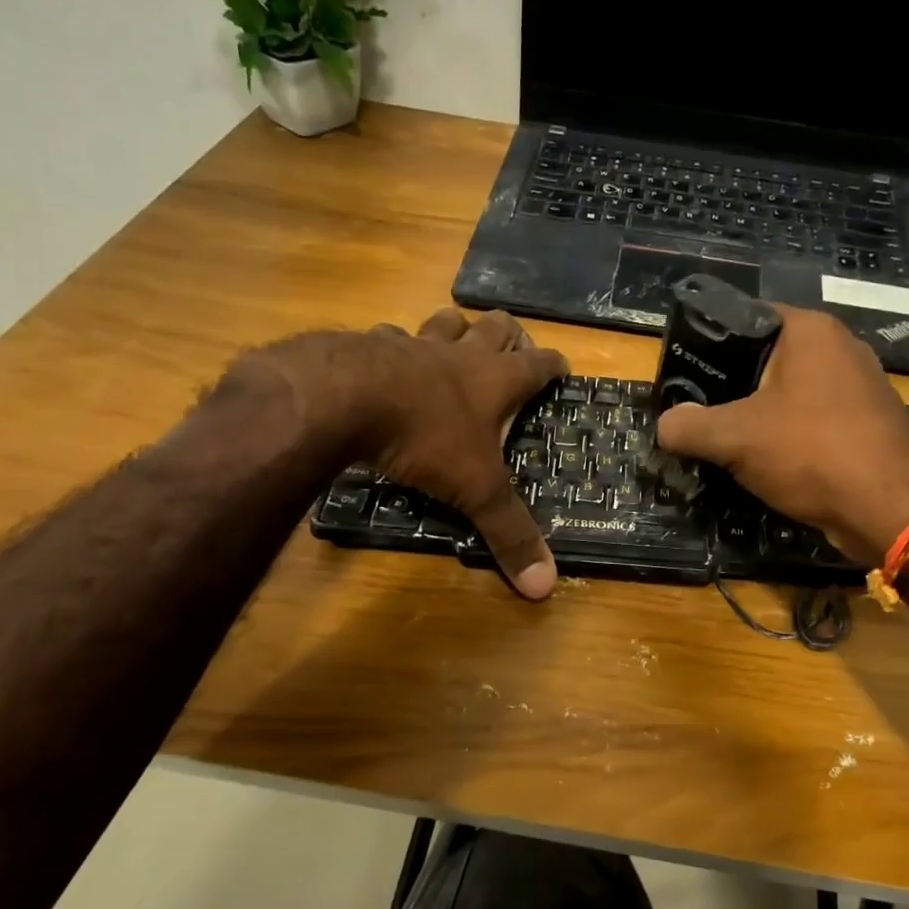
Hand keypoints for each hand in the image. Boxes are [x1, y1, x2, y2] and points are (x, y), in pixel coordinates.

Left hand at [220, 309, 567, 597]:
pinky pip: (389, 336)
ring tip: (458, 339)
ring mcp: (415, 345)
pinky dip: (395, 344)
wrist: (345, 399)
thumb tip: (546, 587)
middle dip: (511, 334)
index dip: (555, 366)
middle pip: (497, 326)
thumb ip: (509, 533)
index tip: (563, 370)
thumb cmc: (425, 439)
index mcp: (496, 381)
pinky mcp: (370, 344)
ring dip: (456, 329)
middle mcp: (461, 355)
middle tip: (514, 348)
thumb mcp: (475, 490)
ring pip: (445, 321)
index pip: (540, 363)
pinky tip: (387, 358)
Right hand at [655, 305, 908, 565]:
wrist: (892, 509)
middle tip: (696, 411)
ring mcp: (859, 385)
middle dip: (730, 385)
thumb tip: (664, 425)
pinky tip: (766, 461)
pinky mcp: (867, 422)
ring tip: (724, 439)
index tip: (683, 375)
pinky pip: (813, 418)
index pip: (745, 317)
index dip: (708, 344)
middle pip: (766, 357)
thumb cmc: (811, 452)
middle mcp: (839, 346)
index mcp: (809, 330)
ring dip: (758, 414)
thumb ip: (689, 426)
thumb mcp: (735, 438)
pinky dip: (788, 435)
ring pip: (789, 392)